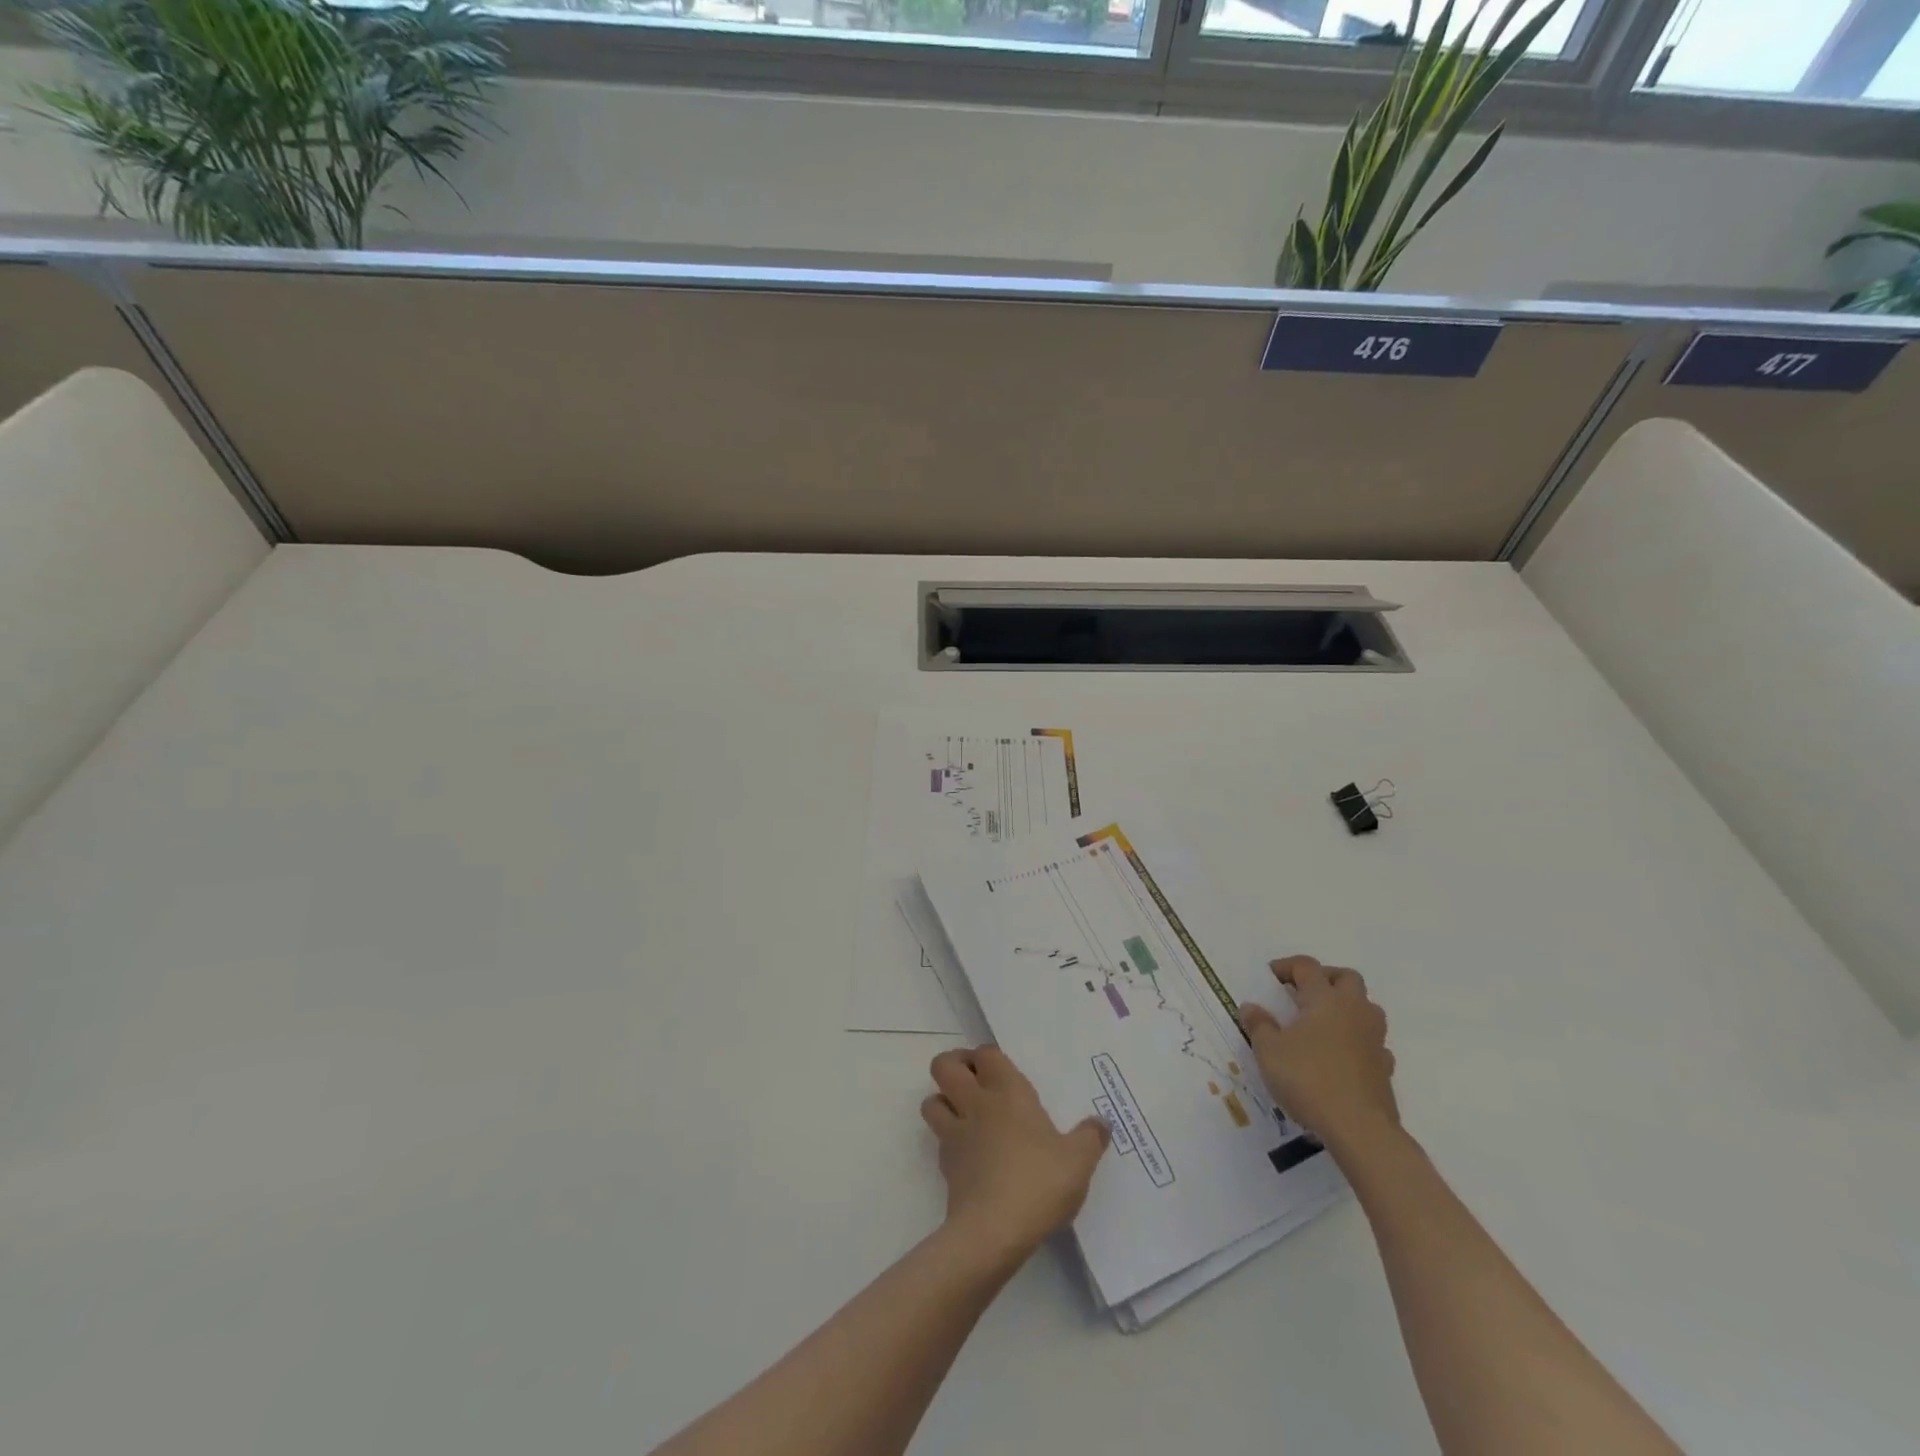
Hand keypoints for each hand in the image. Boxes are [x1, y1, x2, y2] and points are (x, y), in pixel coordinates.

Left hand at [921, 1046, 1109, 1264]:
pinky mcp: (945, 1166)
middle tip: (975, 1081)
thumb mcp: (1078, 1161)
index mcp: (1007, 1091)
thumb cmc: (1038, 1182)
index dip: (988, 1056)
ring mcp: (955, 1134)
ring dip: (943, 1101)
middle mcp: (976, 1103)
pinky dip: (949, 1140)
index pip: (986, 1053)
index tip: (1001, 1070)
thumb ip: (1091, 1137)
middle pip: (944, 1066)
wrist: (993, 1231)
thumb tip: (1101, 1122)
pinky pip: (939, 1140)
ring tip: (965, 1114)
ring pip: (931, 1101)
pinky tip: (970, 1155)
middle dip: (954, 1065)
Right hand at [1241, 955, 1397, 1149]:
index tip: (1270, 978)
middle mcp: (1353, 1011)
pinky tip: (1342, 1056)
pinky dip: (1358, 1041)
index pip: (1307, 966)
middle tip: (1303, 992)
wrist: (1359, 1128)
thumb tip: (1250, 1007)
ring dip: (1347, 1006)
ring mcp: (1374, 1039)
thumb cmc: (1308, 1079)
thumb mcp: (1269, 1051)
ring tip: (1323, 1023)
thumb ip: (1259, 1025)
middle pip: (1346, 977)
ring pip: (1367, 1007)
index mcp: (1324, 999)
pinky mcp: (1385, 1067)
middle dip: (1325, 978)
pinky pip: (1373, 1042)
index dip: (1286, 966)